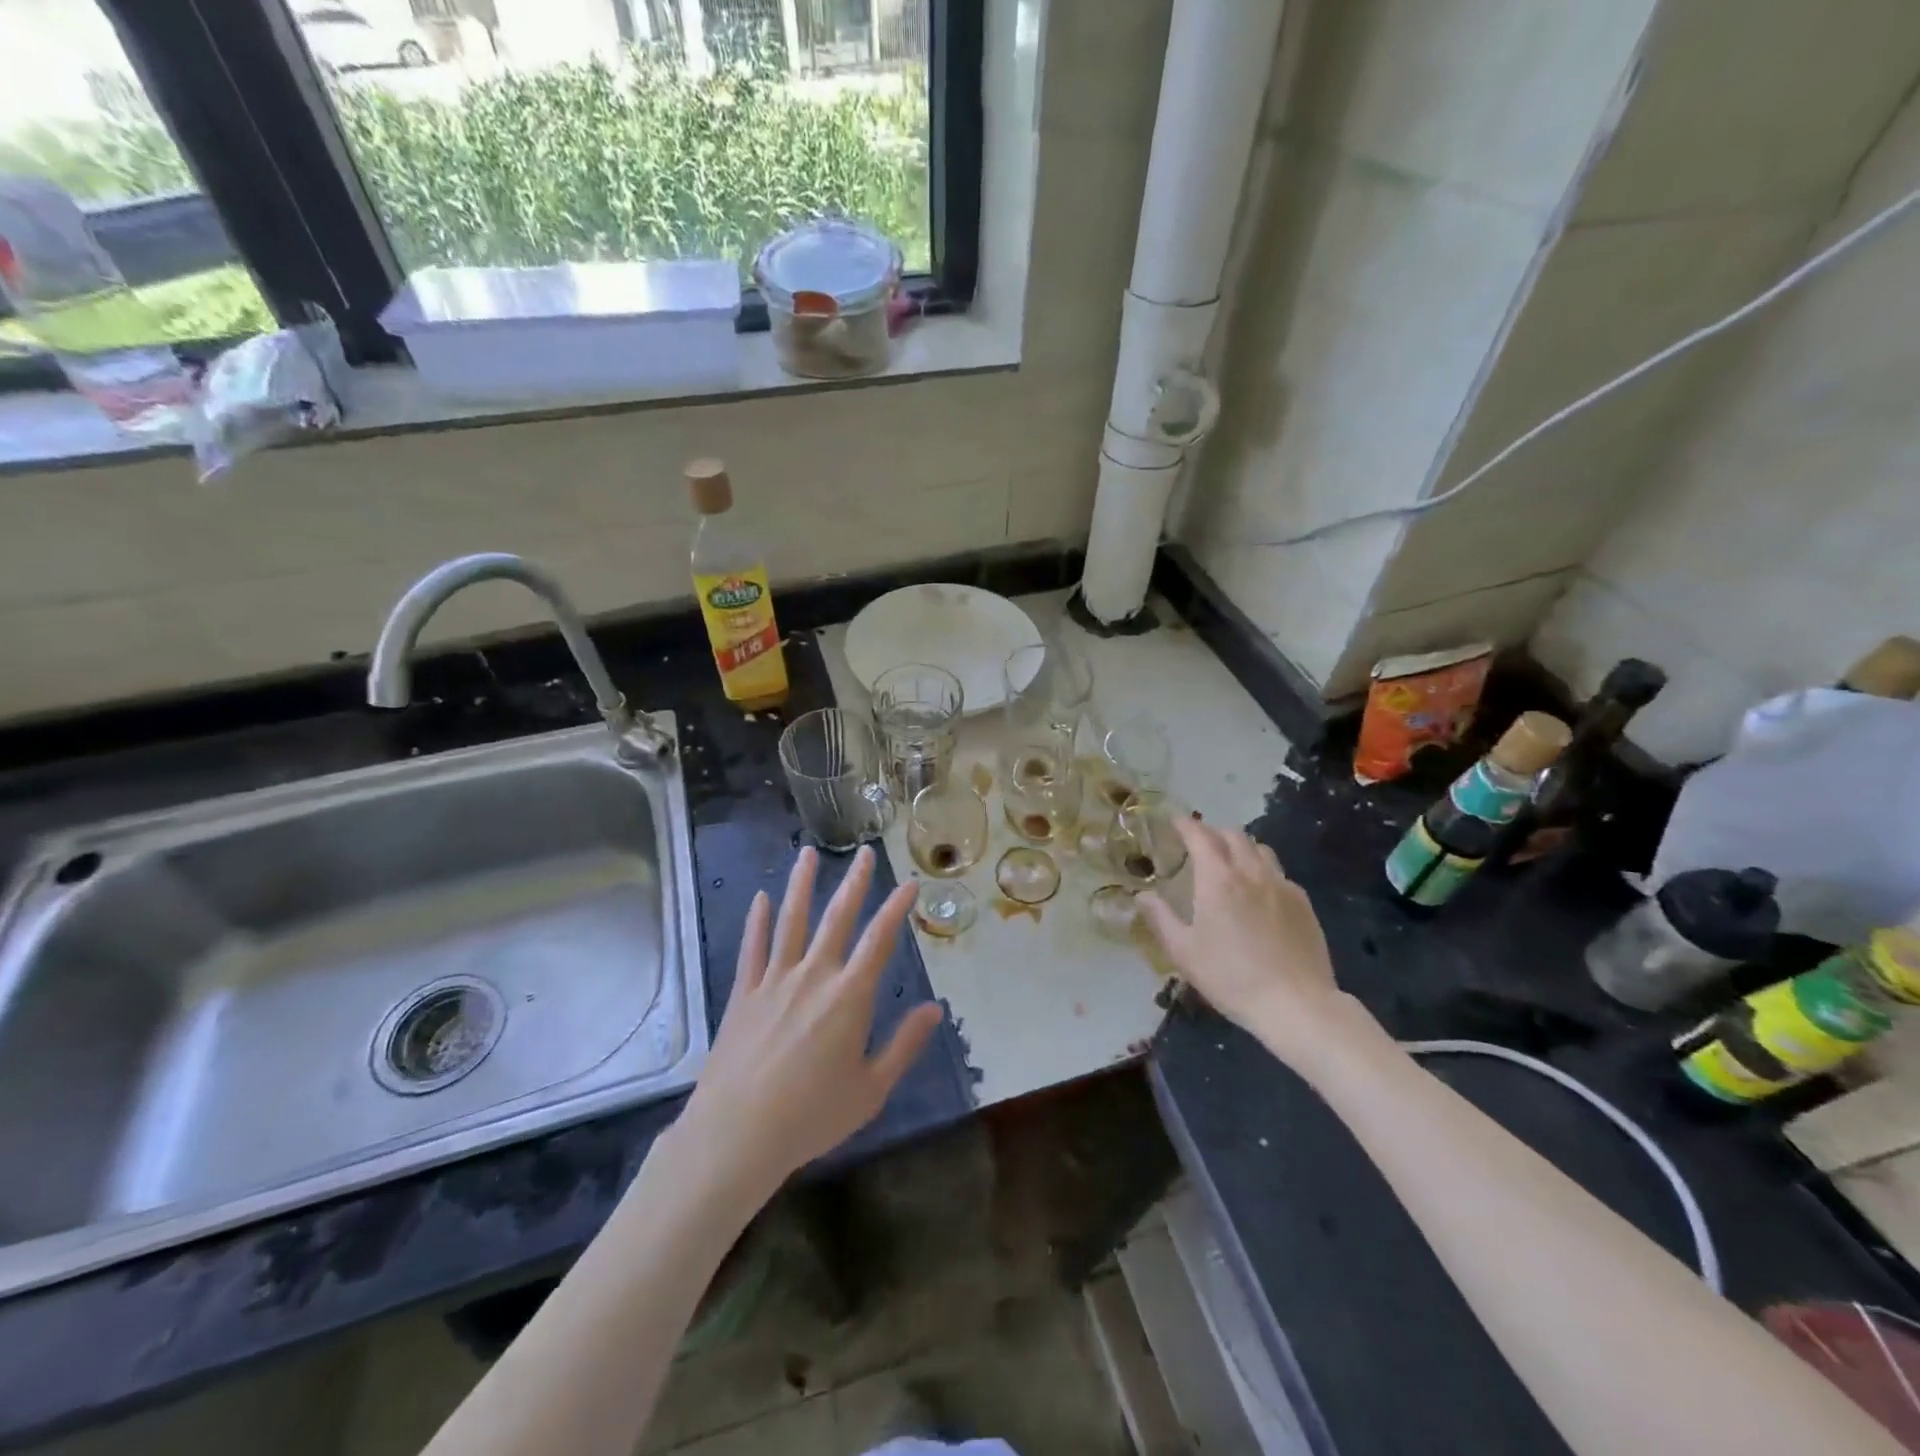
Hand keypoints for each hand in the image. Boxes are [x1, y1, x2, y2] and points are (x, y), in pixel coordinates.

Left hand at [680, 846, 942, 1198]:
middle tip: (864, 853)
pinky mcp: (743, 993)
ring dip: (802, 885)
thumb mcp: (871, 1089)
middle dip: (854, 883)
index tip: (909, 883)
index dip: (896, 908)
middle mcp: (813, 976)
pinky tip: (761, 898)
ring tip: (807, 854)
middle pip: (837, 918)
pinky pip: (752, 948)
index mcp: (849, 996)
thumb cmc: (811, 1116)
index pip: (879, 940)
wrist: (736, 1135)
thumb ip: (904, 1045)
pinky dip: (758, 921)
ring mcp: (774, 980)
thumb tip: (934, 1009)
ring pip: (791, 921)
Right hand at [1139, 822, 1370, 1065]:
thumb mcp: (1183, 952)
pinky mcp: (1303, 903)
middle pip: (1233, 836)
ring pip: (1260, 849)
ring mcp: (1282, 886)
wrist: (1296, 1004)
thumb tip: (1143, 895)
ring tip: (1229, 861)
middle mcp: (1251, 872)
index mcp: (1218, 879)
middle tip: (1198, 842)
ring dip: (1240, 846)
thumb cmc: (1231, 977)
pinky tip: (1258, 892)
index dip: (1185, 825)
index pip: (1200, 836)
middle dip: (1213, 832)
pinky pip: (1279, 873)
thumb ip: (1160, 918)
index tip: (1174, 821)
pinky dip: (1262, 870)